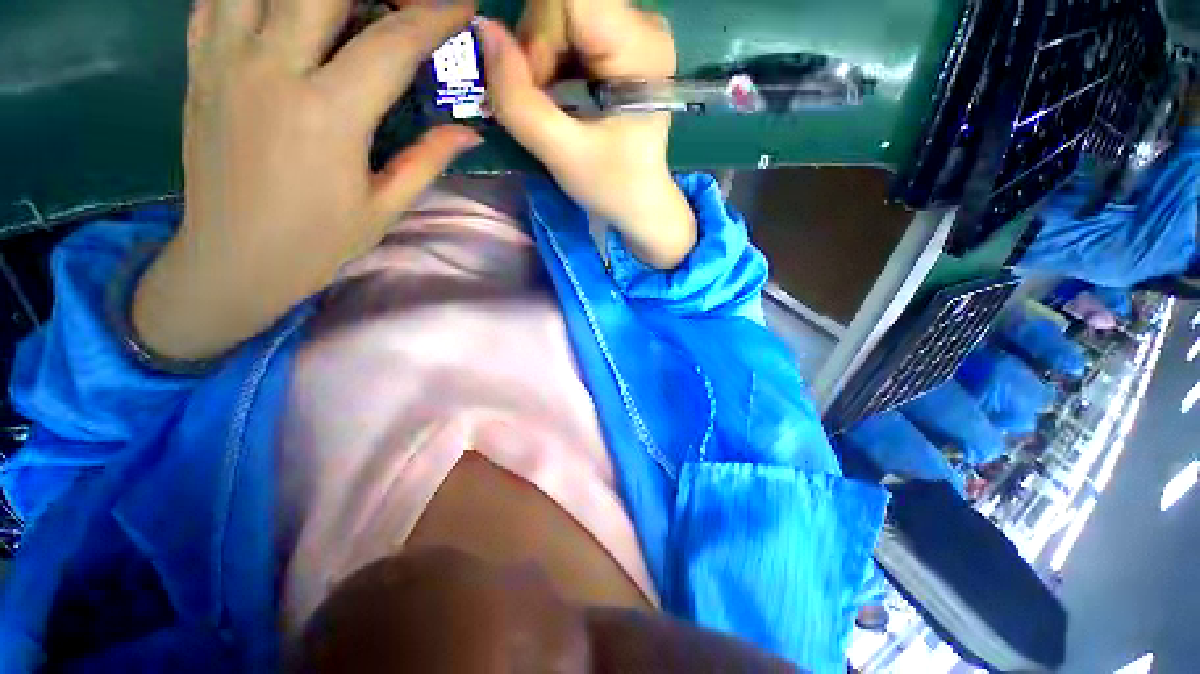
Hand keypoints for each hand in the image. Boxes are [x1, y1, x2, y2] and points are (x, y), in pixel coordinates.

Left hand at [133, 0, 480, 360]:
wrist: (232, 260)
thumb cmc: (318, 241)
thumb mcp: (385, 207)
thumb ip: (427, 159)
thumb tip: (470, 132)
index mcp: (329, 115)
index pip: (392, 44)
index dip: (434, 15)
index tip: (462, 3)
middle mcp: (272, 70)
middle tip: (401, 1)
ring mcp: (225, 61)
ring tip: (343, 8)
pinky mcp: (199, 67)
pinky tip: (282, 8)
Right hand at [478, 0, 695, 268]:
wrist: (639, 201)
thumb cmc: (612, 185)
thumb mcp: (561, 153)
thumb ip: (518, 100)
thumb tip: (485, 31)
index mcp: (639, 46)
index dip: (537, 37)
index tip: (538, 85)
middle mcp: (641, 24)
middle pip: (558, 5)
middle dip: (537, 55)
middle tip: (548, 108)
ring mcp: (630, 31)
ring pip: (556, 16)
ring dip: (541, 63)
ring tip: (558, 110)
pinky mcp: (618, 43)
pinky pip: (564, 32)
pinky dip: (550, 65)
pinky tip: (564, 100)